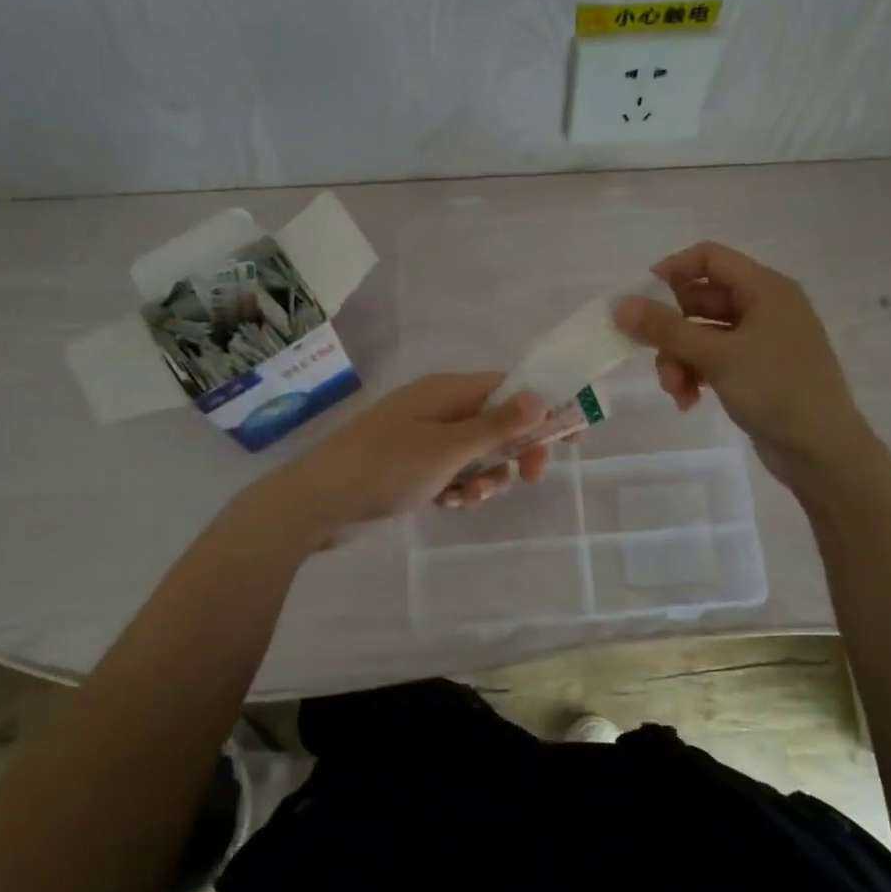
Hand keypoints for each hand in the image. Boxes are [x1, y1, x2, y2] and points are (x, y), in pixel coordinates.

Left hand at [268, 372, 549, 532]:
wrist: (316, 504)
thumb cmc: (385, 468)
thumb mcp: (447, 448)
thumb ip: (497, 425)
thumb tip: (541, 396)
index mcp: (447, 391)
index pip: (510, 386)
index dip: (544, 406)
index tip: (574, 433)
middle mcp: (439, 408)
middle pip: (498, 422)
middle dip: (515, 451)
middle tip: (530, 478)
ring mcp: (424, 438)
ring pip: (479, 454)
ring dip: (485, 477)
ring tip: (467, 497)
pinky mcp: (413, 467)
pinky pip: (454, 473)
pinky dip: (459, 488)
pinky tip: (448, 505)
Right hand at [613, 242, 865, 486]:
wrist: (822, 450)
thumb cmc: (776, 390)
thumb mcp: (717, 356)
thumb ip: (666, 329)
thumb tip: (620, 305)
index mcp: (765, 289)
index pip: (710, 258)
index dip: (673, 270)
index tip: (640, 298)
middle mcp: (765, 307)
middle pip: (701, 301)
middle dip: (672, 332)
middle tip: (650, 356)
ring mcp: (762, 341)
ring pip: (703, 336)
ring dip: (680, 360)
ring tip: (675, 391)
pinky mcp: (757, 371)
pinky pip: (715, 360)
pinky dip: (697, 375)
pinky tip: (688, 402)